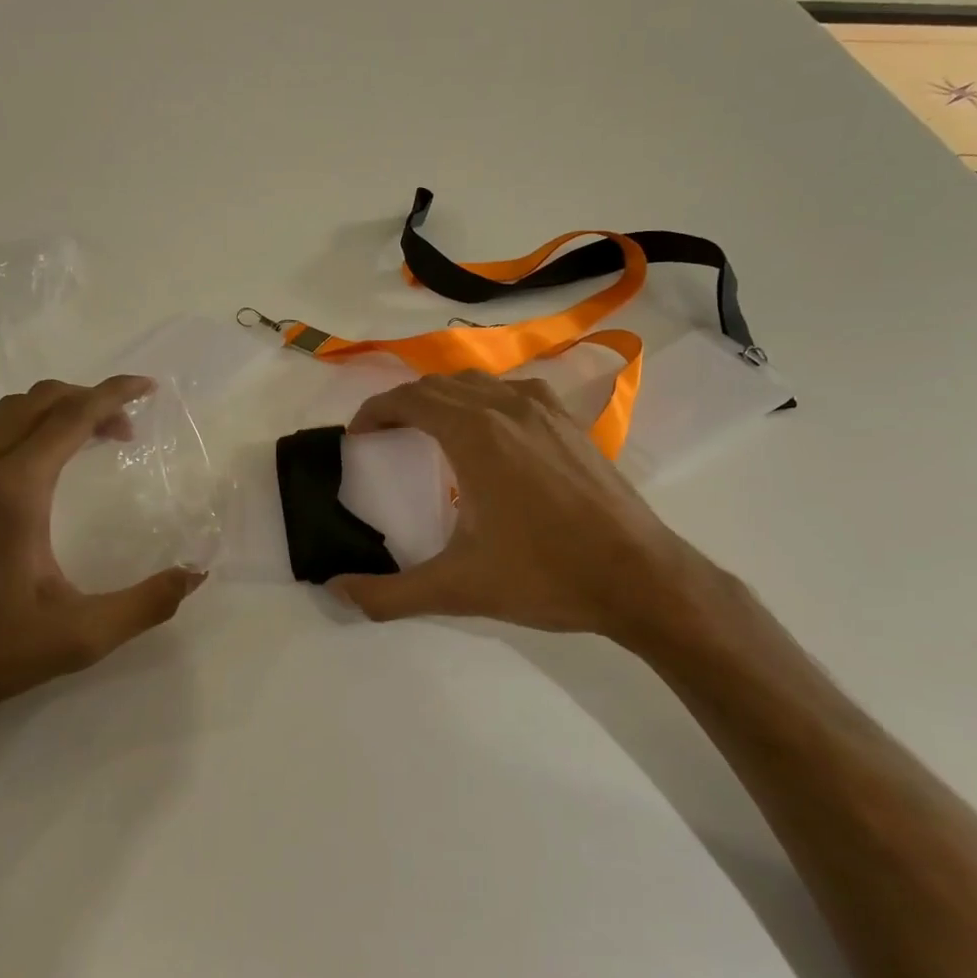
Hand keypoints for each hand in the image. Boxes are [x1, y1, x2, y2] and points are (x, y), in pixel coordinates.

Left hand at [0, 376, 206, 733]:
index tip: (149, 387)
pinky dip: (6, 419)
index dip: (114, 394)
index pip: (71, 416)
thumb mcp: (80, 636)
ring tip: (80, 433)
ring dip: (48, 406)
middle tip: (126, 430)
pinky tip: (19, 447)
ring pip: (1, 409)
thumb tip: (195, 574)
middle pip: (38, 402)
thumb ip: (145, 605)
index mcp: (16, 491)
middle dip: (89, 400)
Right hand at [327, 372, 749, 650]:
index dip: (375, 411)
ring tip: (431, 430)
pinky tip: (493, 433)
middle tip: (386, 436)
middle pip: (440, 385)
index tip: (358, 435)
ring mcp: (546, 410)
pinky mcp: (572, 424)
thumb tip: (337, 592)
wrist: (639, 577)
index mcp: (475, 433)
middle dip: (405, 403)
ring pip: (480, 383)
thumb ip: (390, 594)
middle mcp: (508, 406)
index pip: (410, 399)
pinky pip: (516, 392)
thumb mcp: (458, 589)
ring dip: (446, 397)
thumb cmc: (545, 575)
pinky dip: (487, 400)